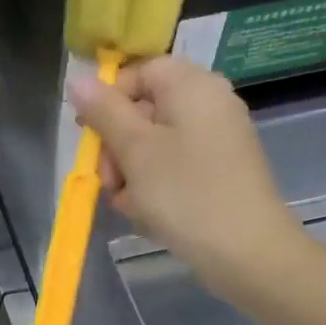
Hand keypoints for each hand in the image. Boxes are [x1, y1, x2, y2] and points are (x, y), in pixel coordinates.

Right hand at [70, 55, 308, 304]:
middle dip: (117, 146)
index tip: (89, 136)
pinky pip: (173, 167)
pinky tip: (149, 215)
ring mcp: (217, 139)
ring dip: (130, 173)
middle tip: (109, 181)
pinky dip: (154, 187)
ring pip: (153, 144)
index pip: (137, 72)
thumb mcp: (135, 150)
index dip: (107, 100)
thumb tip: (78, 80)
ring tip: (131, 205)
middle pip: (143, 109)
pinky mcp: (219, 171)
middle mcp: (208, 103)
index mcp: (191, 86)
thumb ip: (104, 111)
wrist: (247, 253)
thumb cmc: (186, 193)